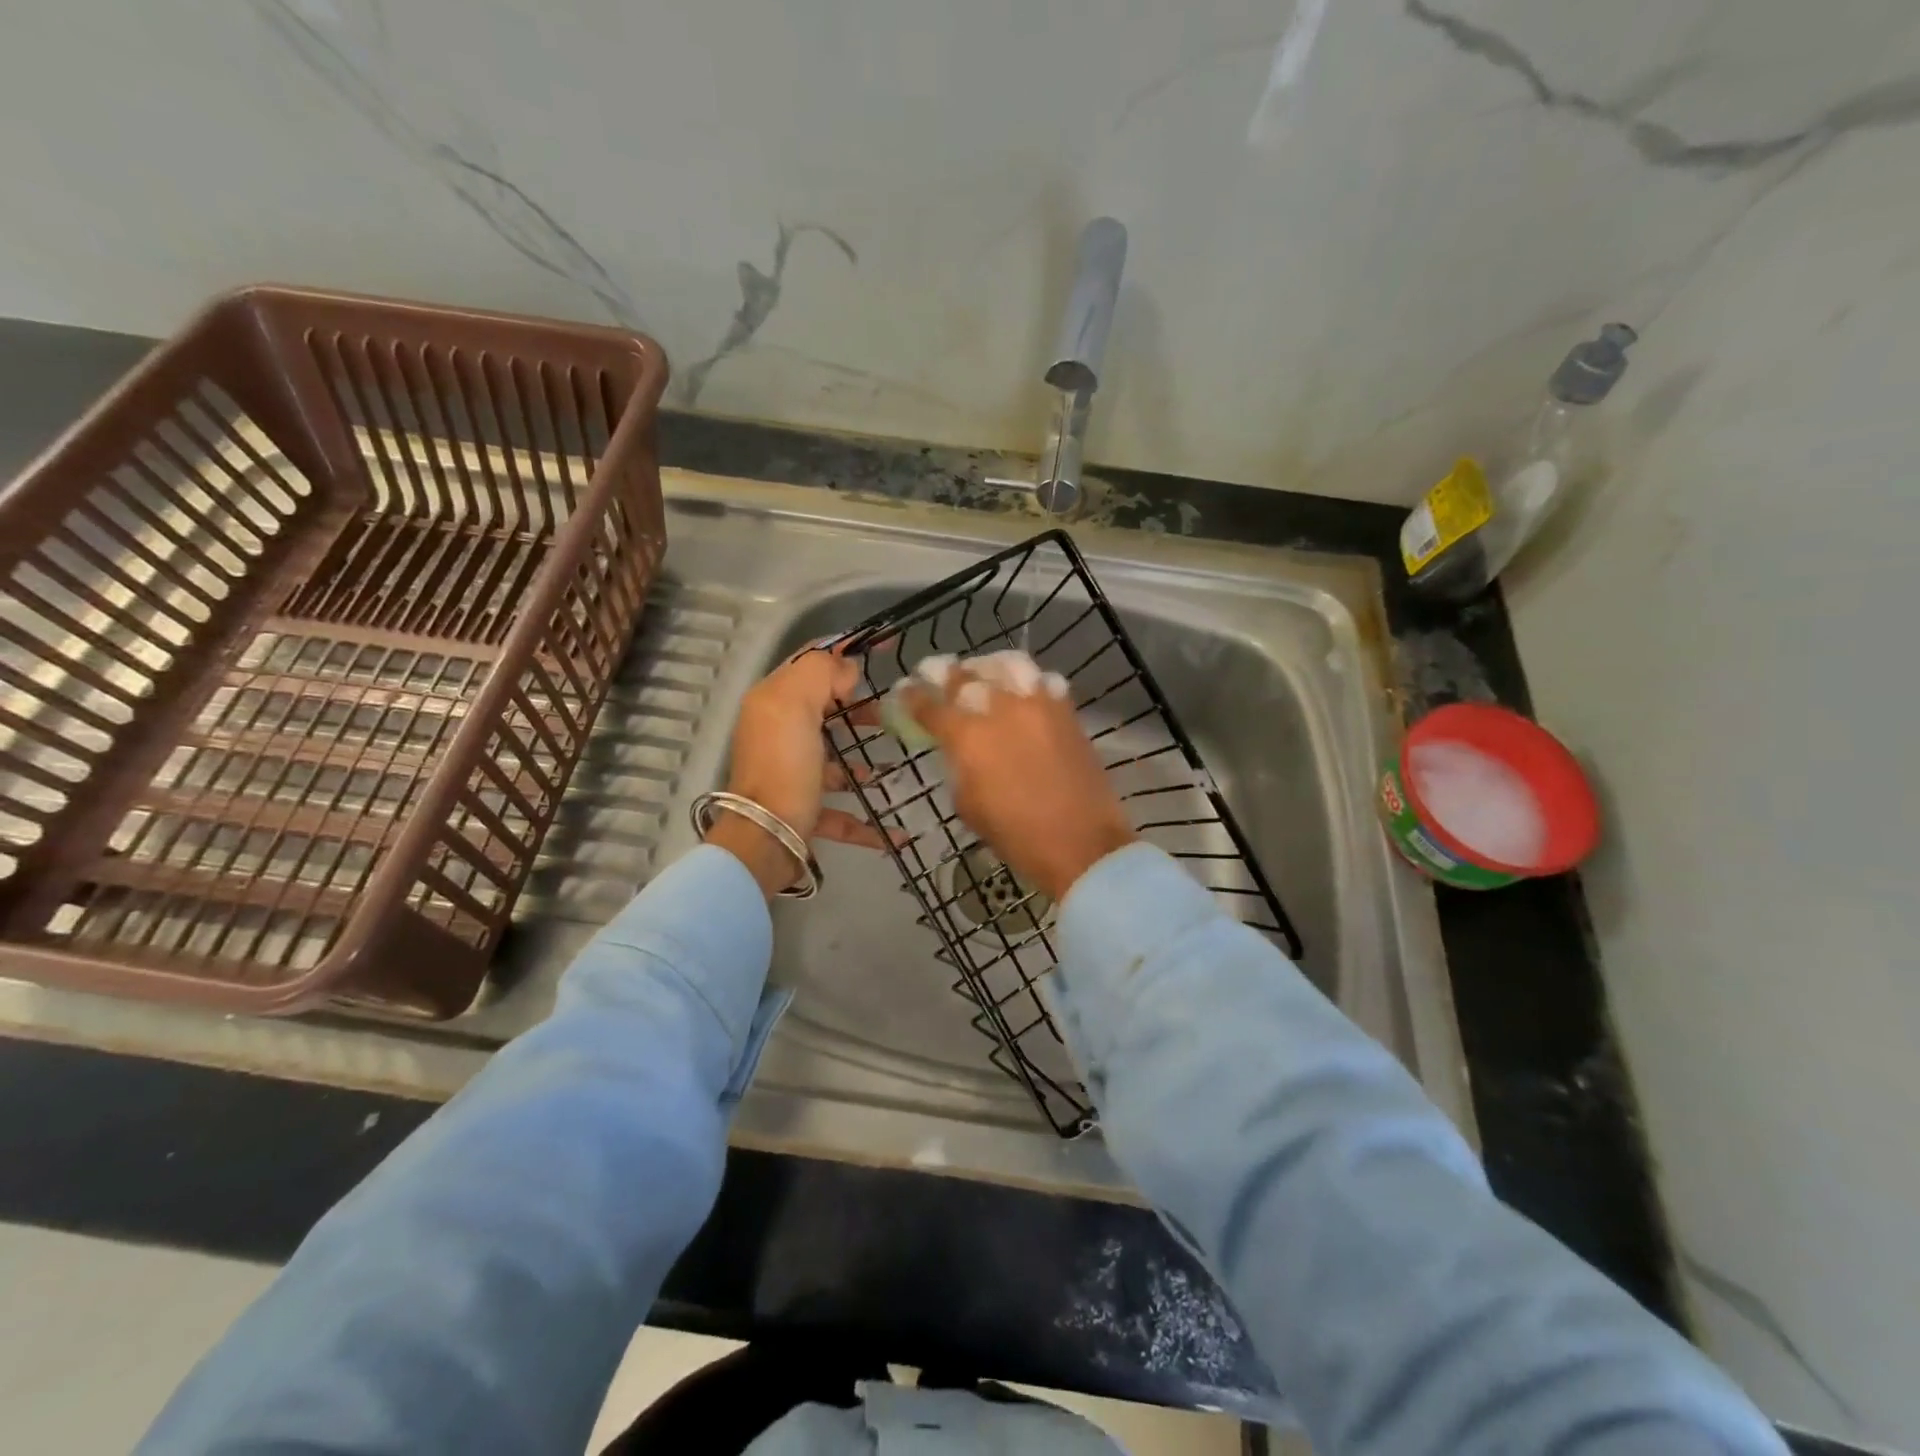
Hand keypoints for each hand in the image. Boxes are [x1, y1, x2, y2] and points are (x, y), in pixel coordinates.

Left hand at [711, 646, 887, 895]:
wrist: (765, 838)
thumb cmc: (784, 765)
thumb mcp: (795, 704)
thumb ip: (821, 673)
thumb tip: (846, 669)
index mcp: (773, 701)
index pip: (809, 660)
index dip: (845, 648)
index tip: (887, 648)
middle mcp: (779, 733)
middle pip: (823, 708)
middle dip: (859, 706)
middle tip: (895, 711)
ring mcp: (792, 773)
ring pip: (833, 758)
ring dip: (864, 760)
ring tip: (896, 763)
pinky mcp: (804, 810)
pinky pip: (841, 811)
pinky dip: (866, 821)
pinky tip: (896, 831)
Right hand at [906, 663, 1134, 901]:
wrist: (1082, 844)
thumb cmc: (1017, 836)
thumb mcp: (968, 805)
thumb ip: (957, 766)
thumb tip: (957, 748)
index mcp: (968, 737)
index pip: (930, 705)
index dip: (912, 696)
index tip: (905, 691)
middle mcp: (1000, 708)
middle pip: (964, 677)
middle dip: (944, 674)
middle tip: (936, 673)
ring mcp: (1037, 704)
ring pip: (1005, 666)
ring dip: (986, 668)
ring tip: (980, 673)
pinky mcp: (1066, 710)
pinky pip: (1043, 680)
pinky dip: (1027, 680)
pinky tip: (1022, 690)